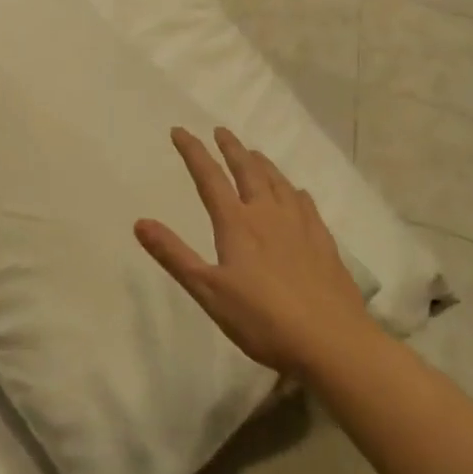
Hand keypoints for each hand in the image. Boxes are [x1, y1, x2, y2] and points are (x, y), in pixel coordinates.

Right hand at [135, 126, 373, 375]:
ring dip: (262, 164)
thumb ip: (174, 255)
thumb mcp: (208, 291)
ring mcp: (301, 227)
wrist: (333, 343)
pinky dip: (294, 191)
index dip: (193, 152)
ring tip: (254, 153)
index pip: (209, 178)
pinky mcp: (324, 244)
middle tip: (221, 131)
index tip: (180, 130)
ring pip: (279, 183)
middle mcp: (268, 215)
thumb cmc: (263, 320)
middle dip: (231, 149)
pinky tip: (297, 194)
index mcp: (237, 224)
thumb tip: (139, 222)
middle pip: (248, 171)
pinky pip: (306, 205)